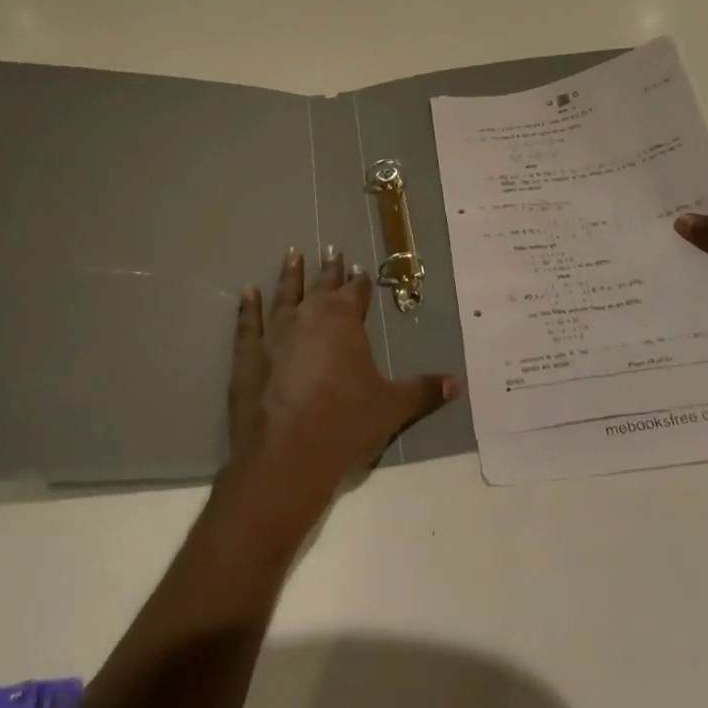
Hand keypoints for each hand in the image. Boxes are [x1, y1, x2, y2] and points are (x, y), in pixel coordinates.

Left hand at [226, 247, 456, 520]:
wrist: (286, 456)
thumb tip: (460, 383)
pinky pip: (248, 323)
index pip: (356, 292)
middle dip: (329, 269)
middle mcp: (309, 315)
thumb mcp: (392, 407)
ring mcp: (274, 332)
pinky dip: (248, 306)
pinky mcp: (247, 355)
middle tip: (331, 250)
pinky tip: (247, 291)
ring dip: (290, 275)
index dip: (360, 281)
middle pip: (322, 285)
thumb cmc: (345, 423)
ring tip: (292, 254)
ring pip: (285, 294)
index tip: (361, 268)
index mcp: (344, 320)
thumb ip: (424, 390)